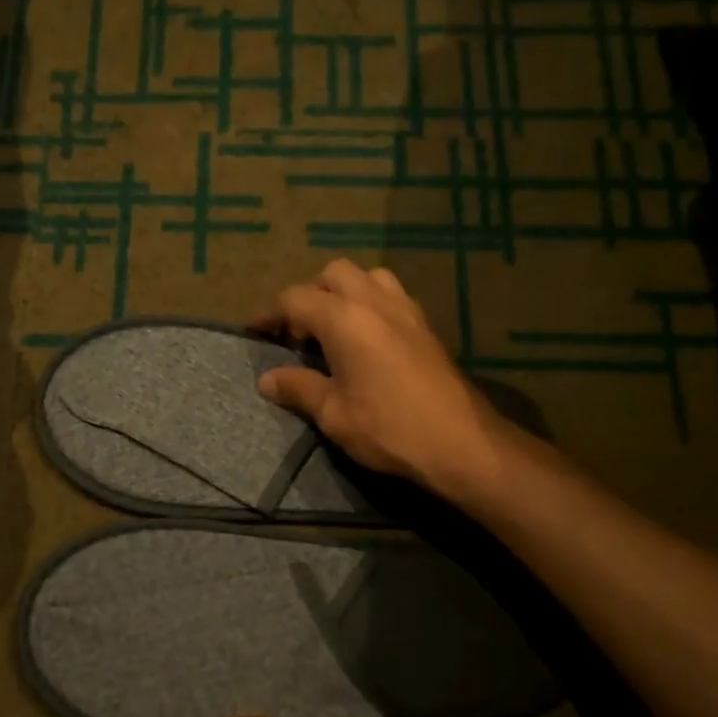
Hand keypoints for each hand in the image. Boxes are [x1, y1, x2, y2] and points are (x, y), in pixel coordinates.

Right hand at [255, 260, 506, 499]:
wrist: (461, 443)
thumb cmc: (389, 428)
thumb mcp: (333, 414)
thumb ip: (299, 388)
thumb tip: (267, 379)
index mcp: (344, 319)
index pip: (295, 298)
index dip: (270, 313)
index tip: (255, 332)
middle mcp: (375, 302)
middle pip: (334, 273)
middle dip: (311, 295)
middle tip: (301, 335)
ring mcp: (406, 310)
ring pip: (368, 277)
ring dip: (346, 293)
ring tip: (336, 330)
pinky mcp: (426, 326)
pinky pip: (392, 295)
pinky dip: (372, 304)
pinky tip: (369, 341)